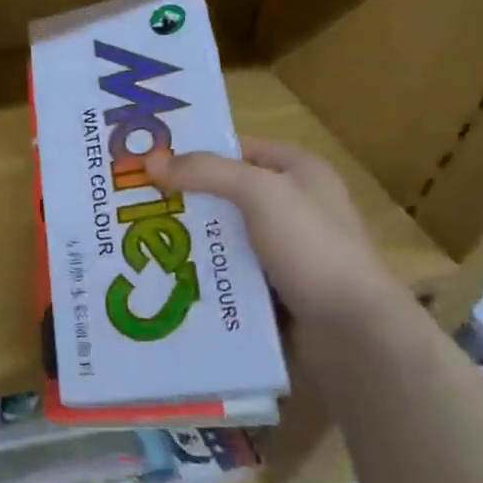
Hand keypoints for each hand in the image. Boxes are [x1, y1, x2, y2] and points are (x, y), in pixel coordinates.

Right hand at [143, 139, 400, 327]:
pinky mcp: (271, 290)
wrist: (352, 333)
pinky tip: (163, 276)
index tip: (149, 161)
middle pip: (223, 194)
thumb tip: (150, 162)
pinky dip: (198, 274)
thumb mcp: (260, 193)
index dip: (197, 152)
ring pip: (220, 237)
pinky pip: (224, 273)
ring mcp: (282, 253)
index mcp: (301, 173)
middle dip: (181, 199)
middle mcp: (292, 208)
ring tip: (137, 241)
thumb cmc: (312, 249)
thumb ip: (206, 172)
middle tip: (131, 204)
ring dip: (185, 241)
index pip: (239, 149)